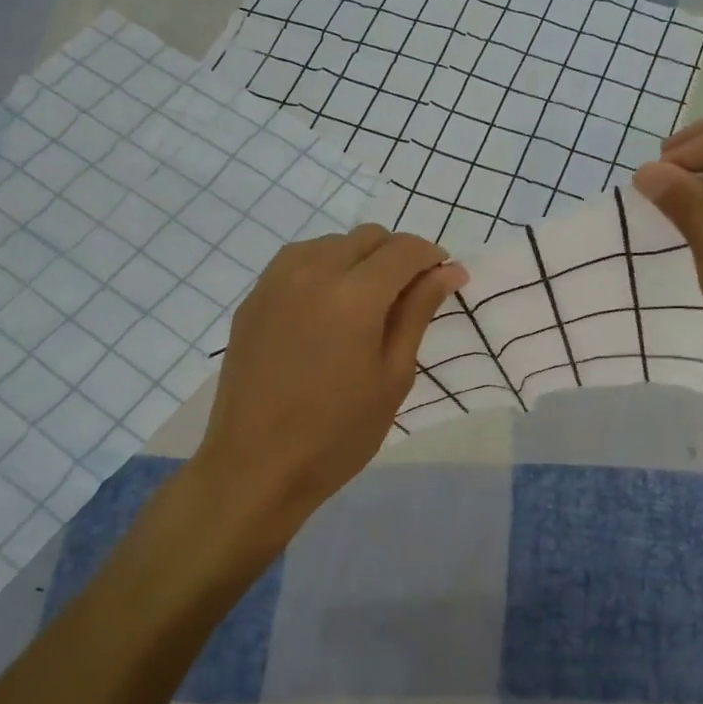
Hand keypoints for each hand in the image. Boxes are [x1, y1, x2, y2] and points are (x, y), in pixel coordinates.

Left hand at [192, 224, 467, 541]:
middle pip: (368, 236)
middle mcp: (311, 272)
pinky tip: (328, 310)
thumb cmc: (338, 433)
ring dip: (360, 259)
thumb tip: (449, 271)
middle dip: (398, 256)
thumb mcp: (393, 377)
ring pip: (331, 242)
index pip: (404, 249)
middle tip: (408, 299)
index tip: (444, 281)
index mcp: (353, 295)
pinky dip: (325, 268)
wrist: (255, 466)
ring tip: (367, 305)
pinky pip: (298, 260)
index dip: (432, 258)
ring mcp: (275, 281)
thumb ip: (418, 313)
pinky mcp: (253, 298)